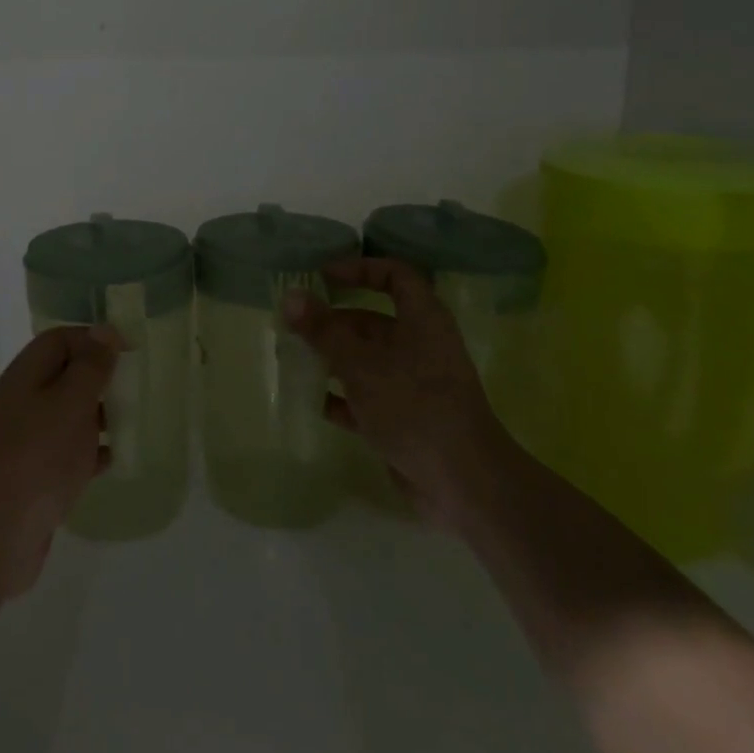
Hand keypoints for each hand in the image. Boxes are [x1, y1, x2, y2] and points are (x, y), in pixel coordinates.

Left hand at [0, 325, 119, 601]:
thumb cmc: (38, 456)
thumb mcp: (70, 401)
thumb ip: (90, 366)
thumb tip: (104, 331)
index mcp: (28, 374)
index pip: (61, 339)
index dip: (95, 338)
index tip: (130, 351)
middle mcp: (25, 400)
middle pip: (66, 375)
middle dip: (101, 377)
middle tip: (137, 386)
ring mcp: (29, 439)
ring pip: (70, 414)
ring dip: (100, 414)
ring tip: (134, 420)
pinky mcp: (37, 474)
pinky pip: (70, 451)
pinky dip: (92, 450)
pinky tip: (115, 459)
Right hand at [284, 257, 519, 531]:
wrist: (463, 483)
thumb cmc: (414, 407)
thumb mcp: (361, 364)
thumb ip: (324, 330)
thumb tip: (290, 296)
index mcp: (422, 320)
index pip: (395, 275)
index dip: (359, 269)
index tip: (323, 277)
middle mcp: (419, 346)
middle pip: (370, 320)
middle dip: (331, 321)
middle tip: (291, 324)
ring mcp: (411, 384)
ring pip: (364, 360)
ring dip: (330, 358)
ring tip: (291, 358)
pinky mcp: (403, 418)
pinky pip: (364, 397)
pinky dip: (340, 396)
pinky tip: (310, 399)